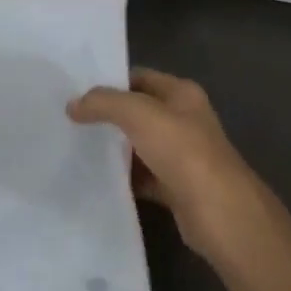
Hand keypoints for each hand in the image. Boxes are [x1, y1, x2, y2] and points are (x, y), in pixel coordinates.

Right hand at [68, 68, 264, 263]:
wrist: (220, 213)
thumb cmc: (182, 151)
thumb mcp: (138, 114)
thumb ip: (104, 103)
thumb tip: (72, 105)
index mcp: (181, 94)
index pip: (139, 77)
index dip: (110, 81)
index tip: (77, 90)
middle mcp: (184, 120)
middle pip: (138, 111)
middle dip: (108, 115)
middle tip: (71, 119)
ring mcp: (182, 156)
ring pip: (139, 145)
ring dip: (114, 148)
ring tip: (76, 147)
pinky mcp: (176, 188)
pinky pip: (143, 177)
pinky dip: (124, 178)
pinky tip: (98, 180)